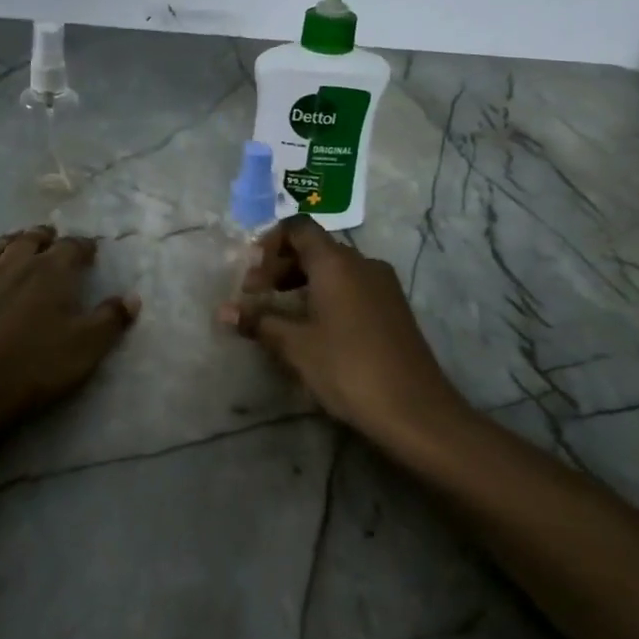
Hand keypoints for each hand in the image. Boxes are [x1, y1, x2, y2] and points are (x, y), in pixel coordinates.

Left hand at [0, 225, 140, 424]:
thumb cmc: (36, 365)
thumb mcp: (88, 346)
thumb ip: (111, 319)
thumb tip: (132, 297)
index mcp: (50, 272)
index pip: (71, 248)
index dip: (83, 246)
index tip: (90, 249)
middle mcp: (12, 267)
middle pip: (28, 241)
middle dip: (41, 236)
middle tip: (49, 237)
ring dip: (2, 244)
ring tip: (10, 242)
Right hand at [219, 217, 462, 435]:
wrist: (415, 409)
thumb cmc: (348, 368)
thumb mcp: (295, 346)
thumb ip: (258, 322)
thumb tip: (223, 311)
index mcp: (336, 262)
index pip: (298, 228)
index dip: (270, 243)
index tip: (252, 274)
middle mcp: (362, 263)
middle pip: (315, 248)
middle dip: (281, 266)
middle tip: (256, 297)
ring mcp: (383, 285)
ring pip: (335, 269)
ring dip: (303, 282)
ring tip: (280, 315)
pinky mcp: (393, 308)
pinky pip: (352, 287)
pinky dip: (327, 295)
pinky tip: (314, 329)